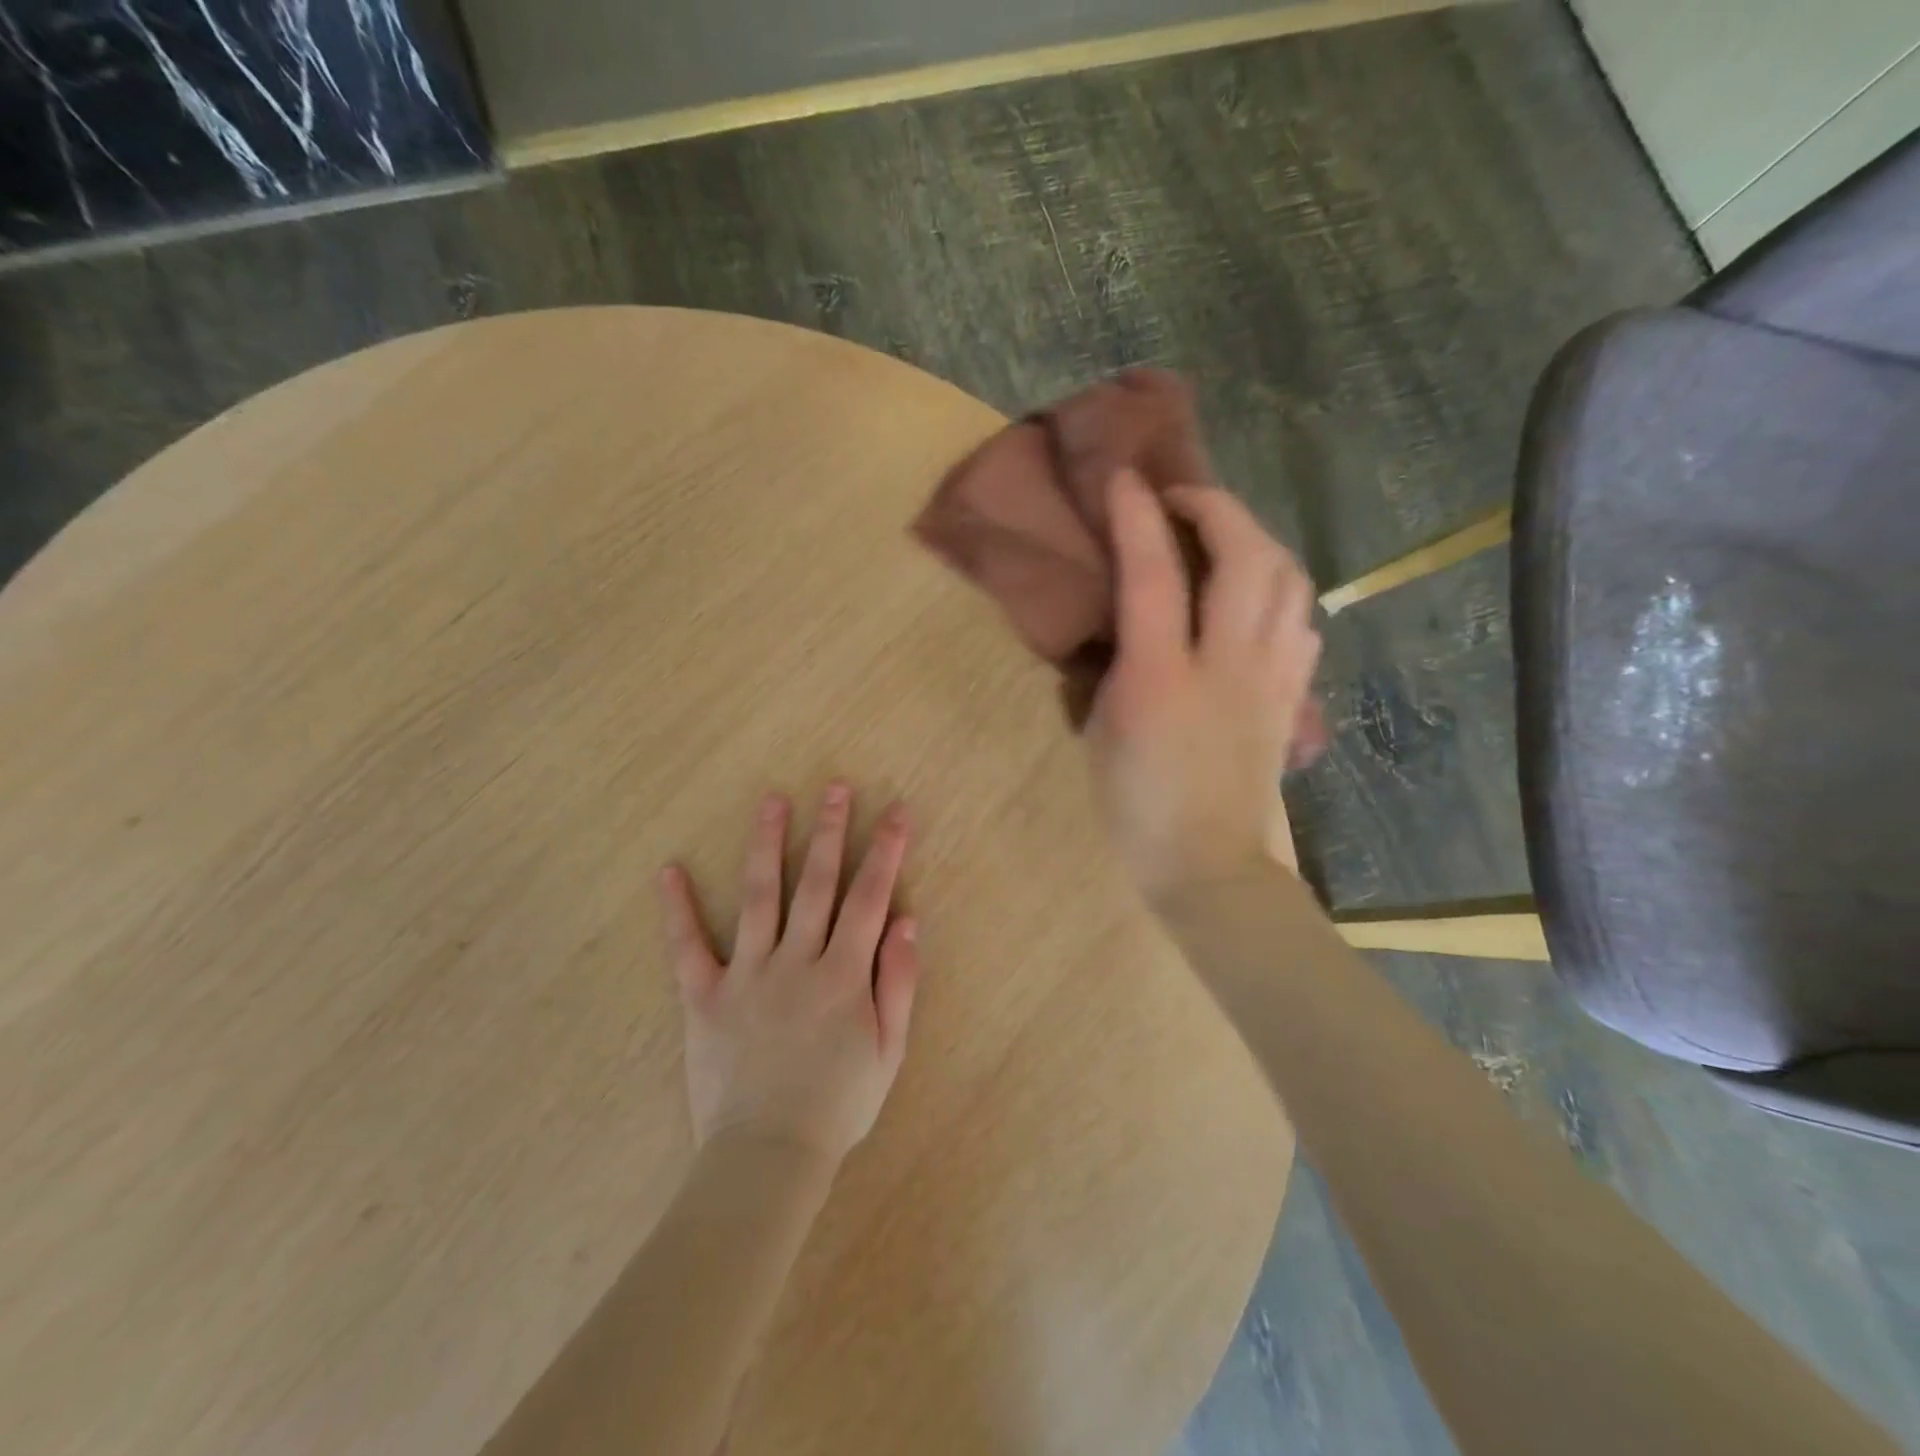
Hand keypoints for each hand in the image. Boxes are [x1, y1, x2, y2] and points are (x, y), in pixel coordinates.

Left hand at [656, 783, 920, 1164]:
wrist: (767, 1157)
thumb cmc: (838, 1105)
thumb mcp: (889, 1050)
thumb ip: (899, 982)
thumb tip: (908, 920)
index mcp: (844, 974)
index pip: (871, 897)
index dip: (886, 850)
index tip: (896, 811)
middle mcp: (797, 961)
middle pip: (816, 883)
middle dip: (829, 831)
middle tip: (834, 787)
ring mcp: (747, 975)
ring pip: (758, 897)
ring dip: (766, 845)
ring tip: (771, 801)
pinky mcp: (704, 997)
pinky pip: (687, 948)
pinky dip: (676, 910)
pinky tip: (669, 871)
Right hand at [1086, 470, 1322, 903]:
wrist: (1207, 863)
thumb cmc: (1136, 805)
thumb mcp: (1102, 731)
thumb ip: (1117, 664)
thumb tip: (1127, 617)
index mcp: (1161, 681)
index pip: (1153, 576)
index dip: (1137, 516)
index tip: (1123, 478)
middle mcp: (1227, 667)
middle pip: (1246, 556)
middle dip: (1214, 506)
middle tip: (1179, 500)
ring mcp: (1272, 679)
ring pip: (1288, 578)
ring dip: (1254, 538)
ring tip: (1220, 538)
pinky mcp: (1293, 696)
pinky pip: (1300, 618)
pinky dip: (1278, 586)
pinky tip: (1252, 595)